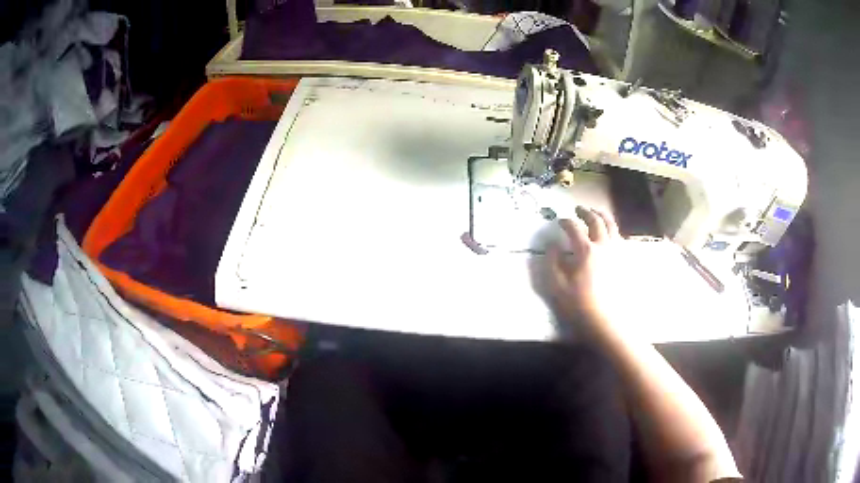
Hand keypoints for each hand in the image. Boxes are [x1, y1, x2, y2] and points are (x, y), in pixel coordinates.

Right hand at [545, 206, 629, 338]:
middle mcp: (603, 245)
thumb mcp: (557, 286)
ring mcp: (617, 252)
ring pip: (611, 225)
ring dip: (602, 215)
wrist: (606, 321)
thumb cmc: (579, 305)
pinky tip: (609, 233)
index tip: (559, 221)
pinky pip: (619, 237)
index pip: (574, 228)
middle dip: (585, 212)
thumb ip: (552, 262)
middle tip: (578, 209)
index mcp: (586, 250)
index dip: (565, 222)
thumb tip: (552, 245)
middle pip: (595, 220)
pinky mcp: (624, 260)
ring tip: (596, 212)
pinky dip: (612, 229)